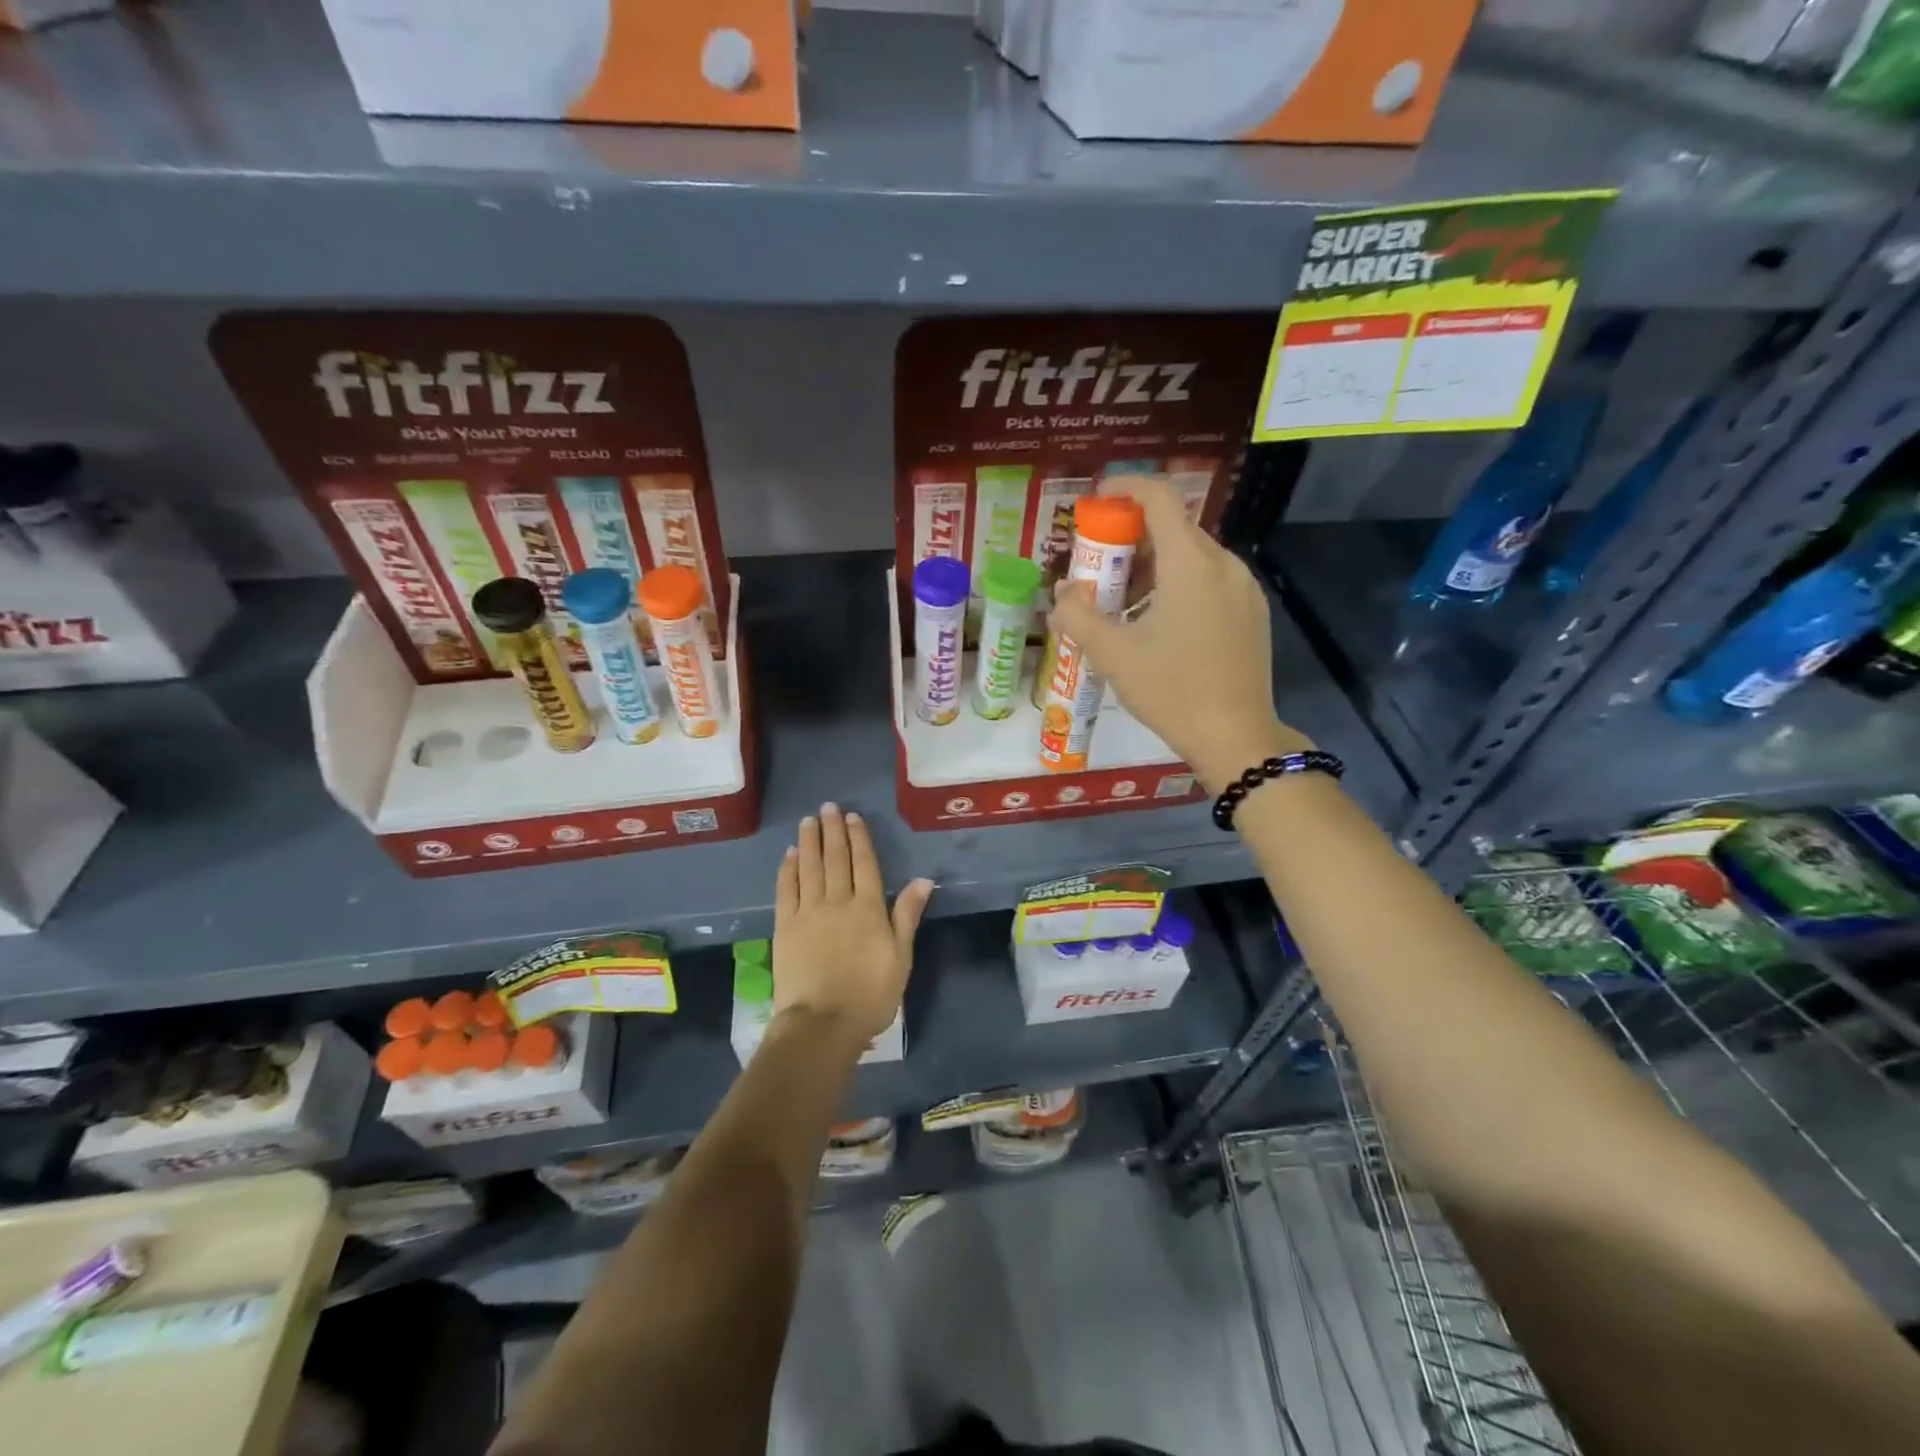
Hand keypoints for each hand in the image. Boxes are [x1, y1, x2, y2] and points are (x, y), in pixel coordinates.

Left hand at [773, 802, 933, 1049]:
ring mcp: (808, 912)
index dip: (859, 839)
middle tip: (828, 807)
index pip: (864, 864)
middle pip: (836, 859)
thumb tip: (924, 880)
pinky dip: (788, 869)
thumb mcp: (901, 956)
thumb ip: (907, 915)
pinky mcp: (785, 926)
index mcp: (868, 908)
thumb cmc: (871, 994)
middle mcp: (838, 901)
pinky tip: (789, 855)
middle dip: (833, 831)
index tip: (853, 818)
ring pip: (809, 867)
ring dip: (809, 842)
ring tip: (809, 821)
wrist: (823, 1022)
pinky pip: (787, 889)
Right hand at [1048, 475, 1311, 794]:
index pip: (1158, 498)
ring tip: (1123, 605)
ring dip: (1154, 567)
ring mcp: (1244, 588)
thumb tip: (1061, 595)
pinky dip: (1179, 585)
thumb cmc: (1172, 691)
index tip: (1096, 498)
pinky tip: (1159, 624)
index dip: (1125, 488)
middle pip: (1174, 529)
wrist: (1236, 738)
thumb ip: (1078, 616)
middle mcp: (1224, 564)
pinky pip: (1211, 581)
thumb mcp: (1113, 655)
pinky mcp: (1253, 613)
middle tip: (1099, 569)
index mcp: (1190, 564)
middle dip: (1131, 539)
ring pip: (1193, 557)